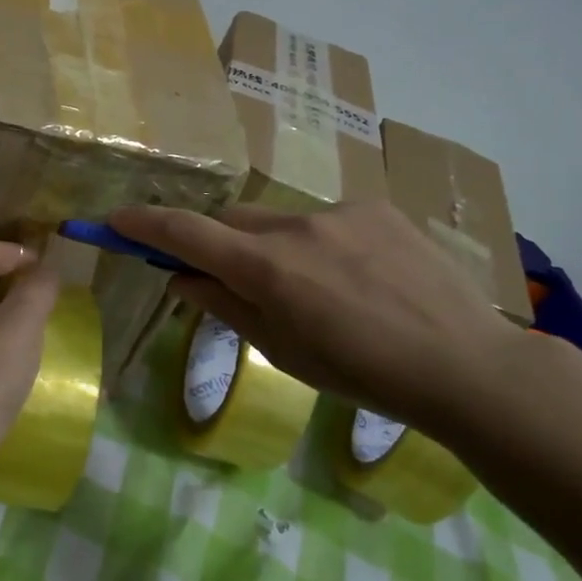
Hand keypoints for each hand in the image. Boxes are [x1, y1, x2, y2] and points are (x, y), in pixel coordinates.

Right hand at [110, 201, 524, 435]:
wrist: (466, 364)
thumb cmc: (362, 373)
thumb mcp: (282, 350)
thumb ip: (224, 306)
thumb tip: (181, 278)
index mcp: (267, 268)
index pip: (186, 233)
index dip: (144, 224)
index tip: (114, 221)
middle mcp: (295, 227)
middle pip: (231, 220)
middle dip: (219, 242)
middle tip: (232, 277)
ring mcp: (339, 211)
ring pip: (280, 221)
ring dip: (276, 247)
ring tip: (319, 289)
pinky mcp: (376, 207)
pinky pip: (326, 219)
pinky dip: (321, 243)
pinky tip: (359, 276)